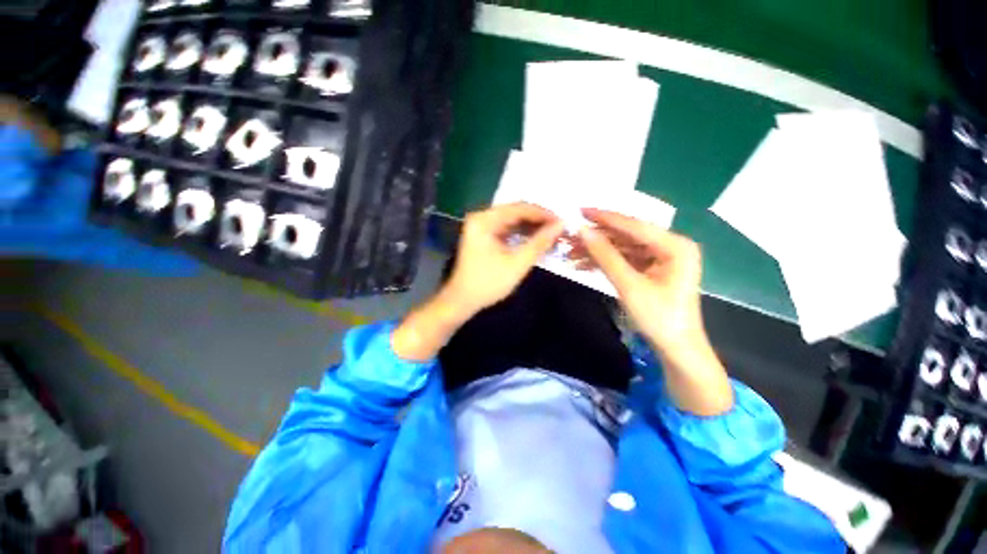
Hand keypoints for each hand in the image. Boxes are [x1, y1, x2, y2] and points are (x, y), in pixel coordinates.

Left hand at [445, 202, 563, 316]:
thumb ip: (540, 242)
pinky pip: (506, 229)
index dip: (543, 214)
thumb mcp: (517, 263)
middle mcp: (481, 217)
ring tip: (551, 233)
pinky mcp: (483, 236)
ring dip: (530, 226)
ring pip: (511, 220)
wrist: (462, 300)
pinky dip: (520, 233)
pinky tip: (535, 238)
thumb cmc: (489, 283)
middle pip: (515, 211)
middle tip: (558, 228)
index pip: (519, 208)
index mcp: (485, 220)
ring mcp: (481, 226)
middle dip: (538, 219)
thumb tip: (561, 225)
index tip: (562, 221)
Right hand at [573, 208, 731, 414]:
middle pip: (626, 236)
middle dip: (596, 238)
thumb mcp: (629, 285)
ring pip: (622, 248)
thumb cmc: (659, 318)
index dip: (604, 218)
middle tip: (569, 237)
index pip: (633, 225)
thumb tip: (582, 231)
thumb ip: (605, 256)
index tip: (579, 211)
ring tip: (570, 253)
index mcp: (675, 245)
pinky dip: (604, 262)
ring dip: (596, 251)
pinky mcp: (651, 269)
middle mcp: (669, 246)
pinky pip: (624, 260)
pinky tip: (582, 264)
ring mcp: (660, 258)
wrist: (676, 348)